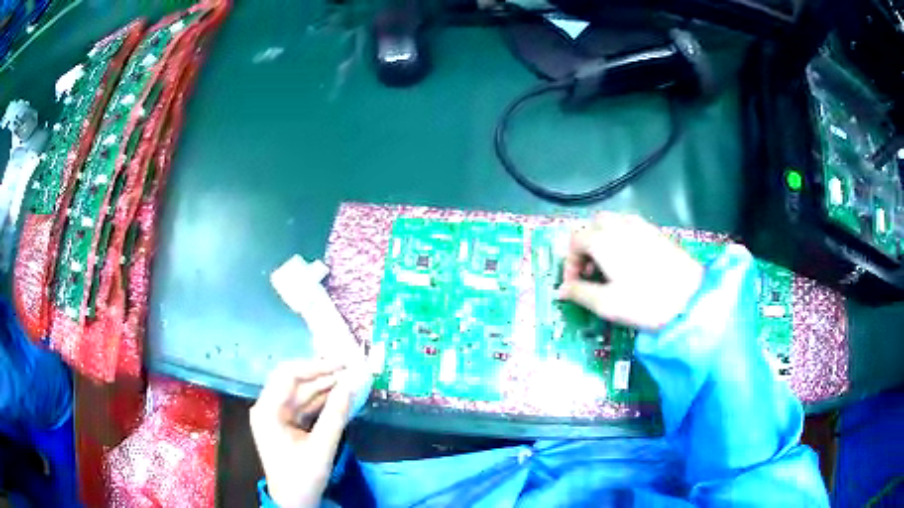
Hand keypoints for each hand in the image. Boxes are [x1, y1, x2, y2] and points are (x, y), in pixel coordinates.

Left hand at [250, 360, 353, 507]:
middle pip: (295, 382)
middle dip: (323, 375)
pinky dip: (322, 401)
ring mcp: (276, 416)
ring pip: (301, 393)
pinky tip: (340, 396)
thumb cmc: (302, 477)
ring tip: (351, 380)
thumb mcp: (322, 447)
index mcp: (267, 410)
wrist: (293, 503)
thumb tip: (352, 385)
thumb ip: (336, 415)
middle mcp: (268, 408)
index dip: (316, 367)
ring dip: (325, 387)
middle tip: (351, 369)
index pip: (289, 376)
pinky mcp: (286, 424)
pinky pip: (304, 406)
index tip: (342, 364)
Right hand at [558, 212, 703, 330]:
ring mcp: (641, 226)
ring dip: (603, 240)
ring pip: (613, 223)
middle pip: (593, 225)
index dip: (570, 262)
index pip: (575, 241)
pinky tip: (630, 262)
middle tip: (590, 273)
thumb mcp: (607, 304)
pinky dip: (621, 239)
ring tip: (609, 267)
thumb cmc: (644, 302)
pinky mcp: (656, 232)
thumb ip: (579, 293)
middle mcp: (620, 225)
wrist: (690, 298)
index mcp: (603, 240)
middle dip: (586, 246)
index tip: (573, 285)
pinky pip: (630, 227)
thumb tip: (561, 290)